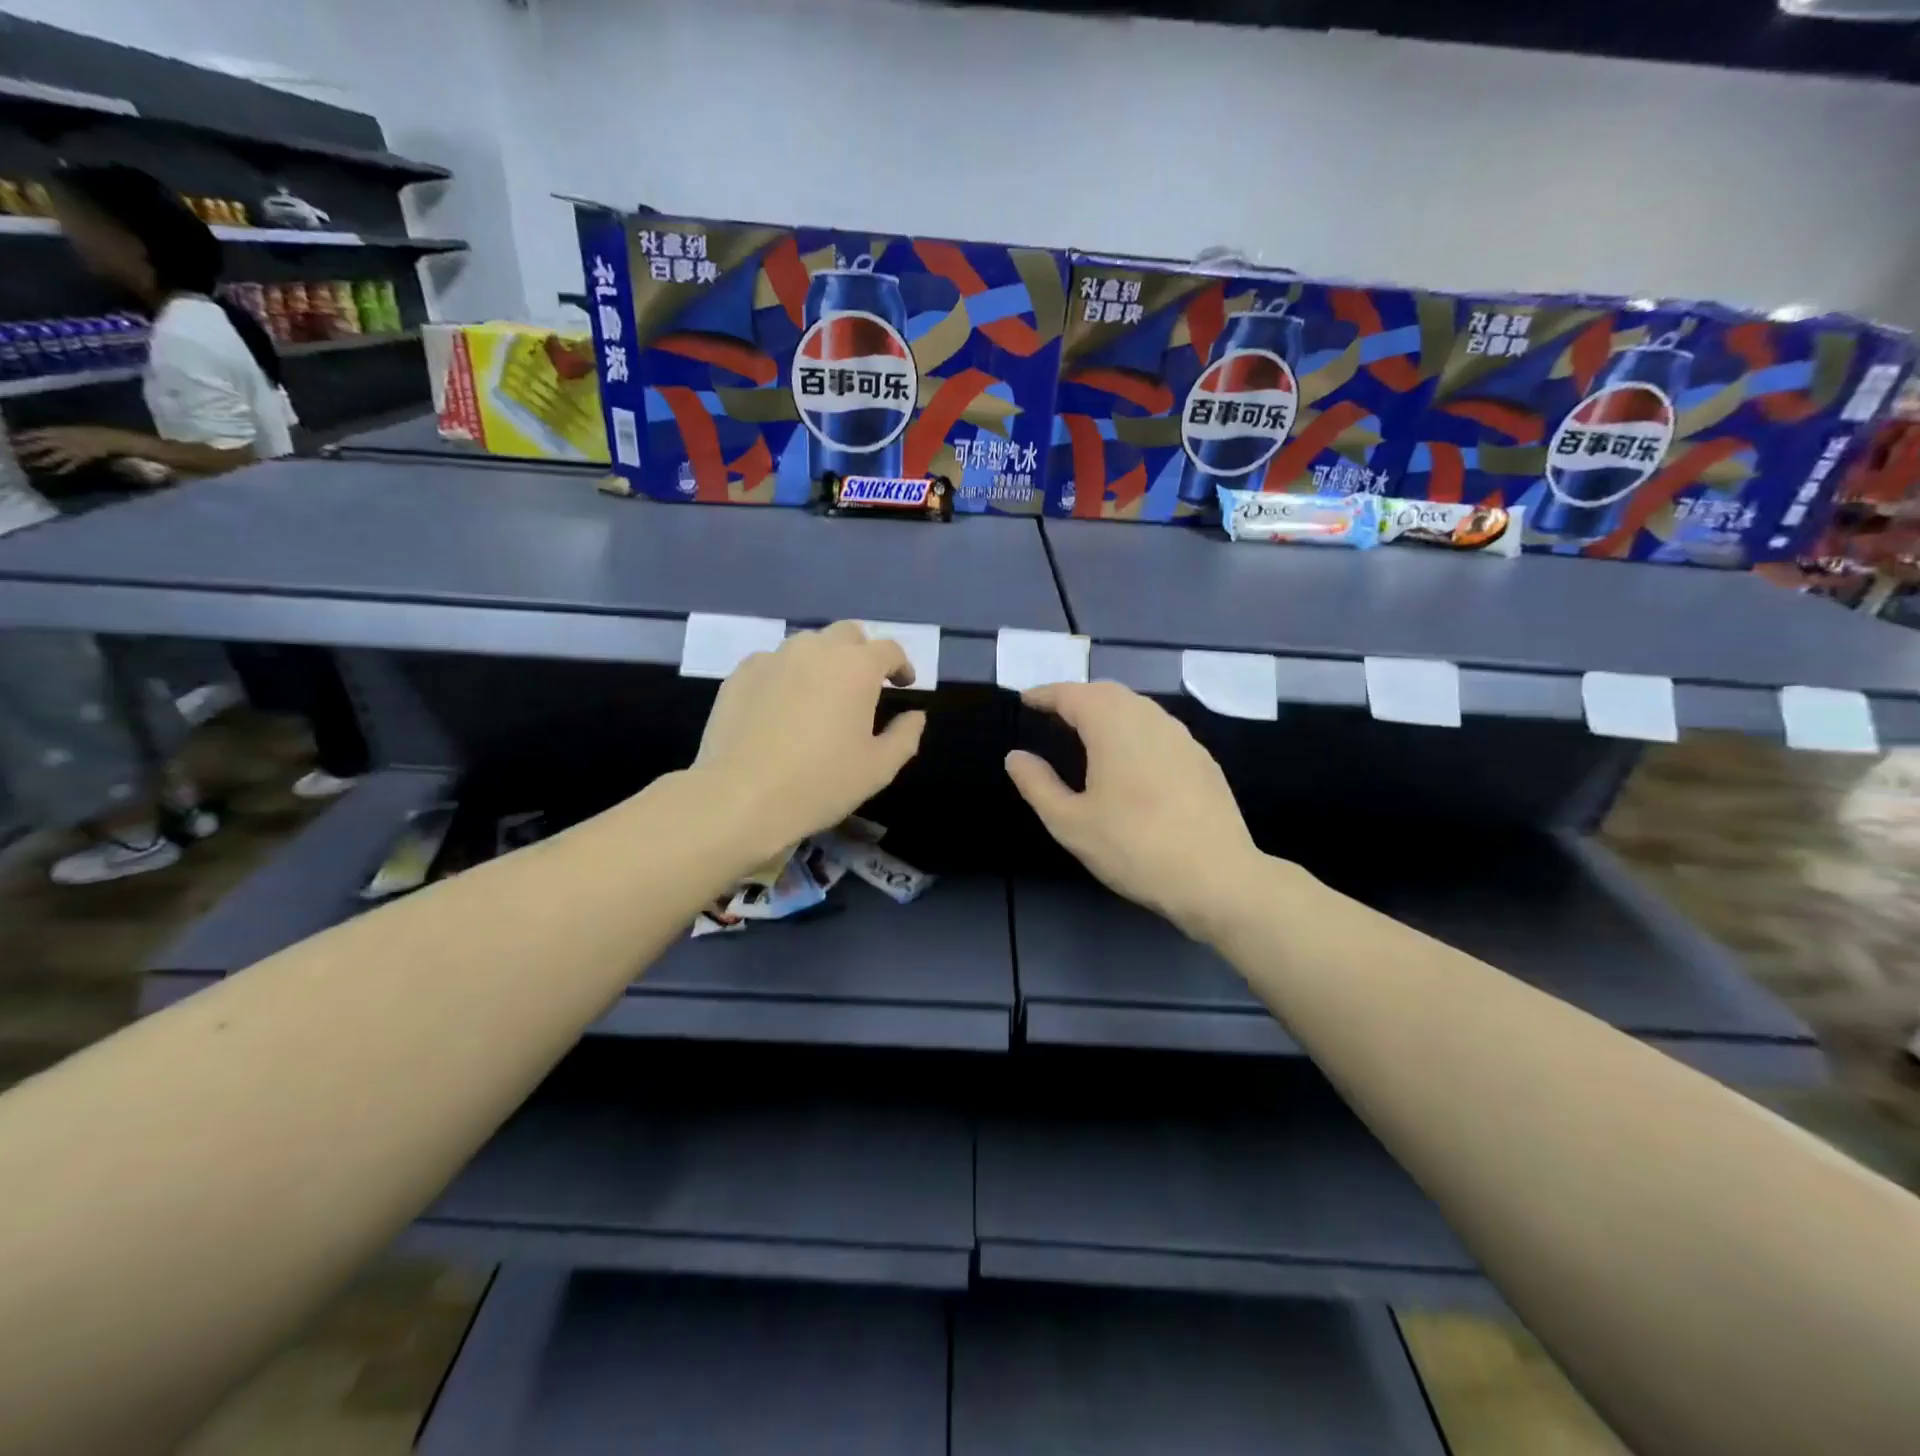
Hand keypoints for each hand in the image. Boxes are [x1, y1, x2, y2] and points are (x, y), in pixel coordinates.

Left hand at [12, 426, 128, 474]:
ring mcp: (70, 452)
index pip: (32, 434)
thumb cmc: (93, 431)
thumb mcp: (71, 428)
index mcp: (55, 432)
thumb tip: (42, 435)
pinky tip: (56, 473)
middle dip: (24, 450)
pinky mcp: (80, 459)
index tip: (9, 440)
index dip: (20, 437)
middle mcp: (59, 442)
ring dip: (40, 462)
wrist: (111, 439)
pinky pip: (69, 466)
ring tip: (30, 466)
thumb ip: (56, 432)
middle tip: (13, 454)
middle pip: (37, 446)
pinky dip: (62, 470)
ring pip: (50, 457)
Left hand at [692, 621, 924, 864]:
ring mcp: (774, 657)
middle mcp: (816, 650)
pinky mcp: (741, 673)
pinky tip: (781, 706)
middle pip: (848, 634)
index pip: (889, 649)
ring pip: (808, 645)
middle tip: (863, 686)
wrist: (740, 796)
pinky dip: (786, 675)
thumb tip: (915, 716)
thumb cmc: (820, 783)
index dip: (901, 666)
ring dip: (823, 661)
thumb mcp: (878, 769)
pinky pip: (773, 663)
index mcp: (856, 667)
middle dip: (862, 653)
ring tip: (821, 694)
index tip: (902, 686)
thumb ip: (905, 736)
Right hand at [1005, 681, 1263, 939]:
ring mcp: (1181, 738)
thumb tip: (1016, 756)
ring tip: (1087, 733)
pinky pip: (1159, 729)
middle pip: (1108, 692)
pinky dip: (1134, 729)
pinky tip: (1130, 759)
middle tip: (1053, 714)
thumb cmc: (1134, 848)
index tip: (1026, 699)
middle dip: (1077, 697)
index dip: (1046, 694)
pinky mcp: (1201, 759)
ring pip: (1138, 708)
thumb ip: (1038, 785)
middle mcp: (1149, 720)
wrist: (1217, 878)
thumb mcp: (1071, 824)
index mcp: (1113, 727)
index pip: (1073, 694)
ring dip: (1108, 711)